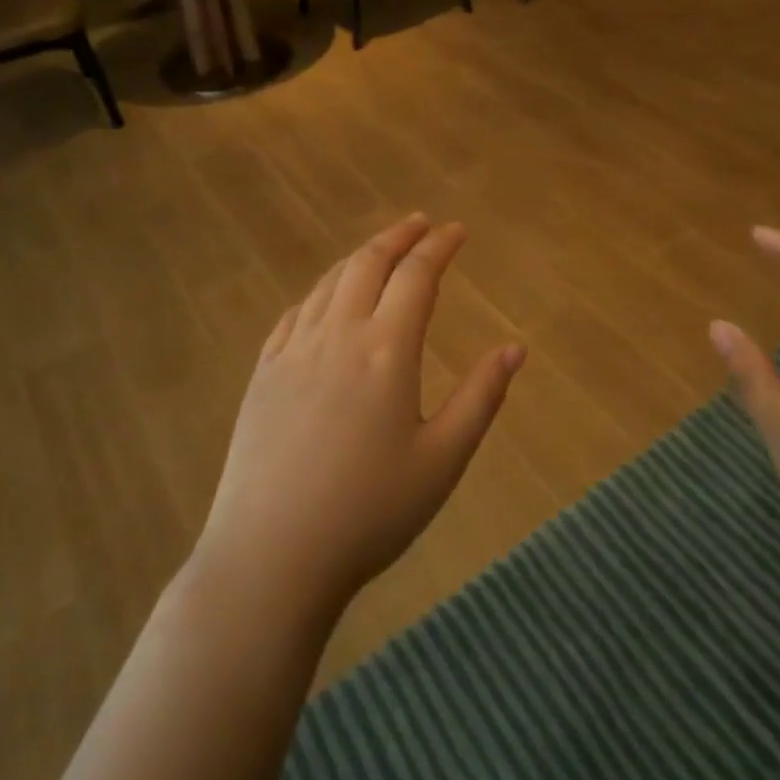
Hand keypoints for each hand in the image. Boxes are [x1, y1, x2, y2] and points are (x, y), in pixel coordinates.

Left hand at [192, 214, 525, 619]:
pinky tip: (326, 299)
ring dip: (360, 257)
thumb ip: (481, 397)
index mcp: (386, 349)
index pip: (417, 275)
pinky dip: (321, 291)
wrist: (271, 556)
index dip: (440, 246)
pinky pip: (295, 312)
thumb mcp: (442, 461)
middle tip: (421, 224)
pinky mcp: (264, 372)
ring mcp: (293, 350)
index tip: (458, 229)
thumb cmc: (369, 512)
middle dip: (399, 236)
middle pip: (368, 263)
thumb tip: (515, 348)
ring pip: (329, 282)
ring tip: (381, 251)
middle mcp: (338, 334)